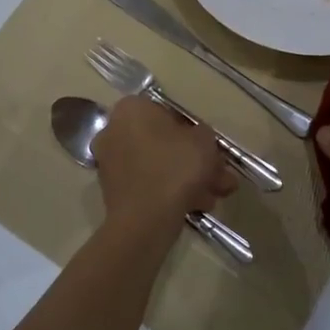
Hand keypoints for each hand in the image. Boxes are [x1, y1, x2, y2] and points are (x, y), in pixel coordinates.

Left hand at [92, 96, 235, 232]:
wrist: (145, 220)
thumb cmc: (175, 167)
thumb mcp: (204, 141)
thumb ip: (204, 134)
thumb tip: (198, 139)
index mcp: (132, 109)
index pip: (168, 112)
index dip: (193, 131)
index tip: (209, 148)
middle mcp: (114, 130)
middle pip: (164, 142)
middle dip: (194, 160)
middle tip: (218, 174)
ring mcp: (111, 162)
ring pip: (158, 165)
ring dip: (188, 178)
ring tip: (216, 195)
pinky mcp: (113, 191)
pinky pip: (148, 183)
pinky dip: (171, 192)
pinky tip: (199, 205)